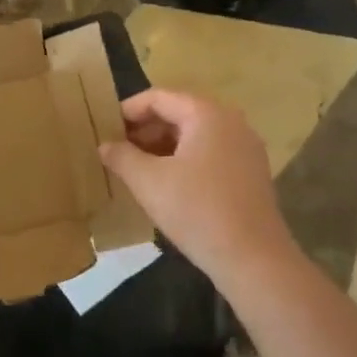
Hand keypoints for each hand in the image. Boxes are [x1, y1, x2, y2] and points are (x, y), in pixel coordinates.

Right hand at [99, 90, 296, 284]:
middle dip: (145, 129)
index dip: (128, 110)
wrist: (252, 258)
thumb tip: (105, 145)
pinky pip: (210, 153)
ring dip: (163, 146)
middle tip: (117, 150)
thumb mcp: (148, 182)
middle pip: (179, 112)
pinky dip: (184, 160)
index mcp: (207, 114)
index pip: (159, 97)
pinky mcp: (250, 172)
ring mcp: (245, 147)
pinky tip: (166, 184)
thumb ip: (122, 157)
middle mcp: (231, 121)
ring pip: (194, 135)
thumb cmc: (196, 210)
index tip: (104, 129)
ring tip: (136, 168)